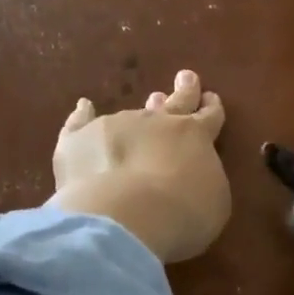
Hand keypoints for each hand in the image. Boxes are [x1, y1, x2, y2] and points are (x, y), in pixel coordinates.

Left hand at [50, 69, 229, 263]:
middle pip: (175, 102)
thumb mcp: (214, 201)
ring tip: (149, 99)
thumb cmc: (183, 214)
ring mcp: (115, 126)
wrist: (126, 216)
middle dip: (184, 91)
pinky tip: (84, 106)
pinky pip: (80, 122)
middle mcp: (156, 122)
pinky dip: (82, 115)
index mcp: (195, 136)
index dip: (211, 109)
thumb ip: (205, 180)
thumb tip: (194, 175)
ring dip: (142, 110)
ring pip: (132, 112)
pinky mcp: (79, 140)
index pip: (208, 117)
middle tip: (186, 78)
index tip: (211, 99)